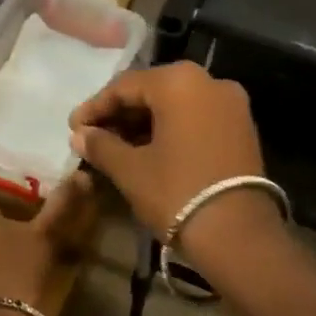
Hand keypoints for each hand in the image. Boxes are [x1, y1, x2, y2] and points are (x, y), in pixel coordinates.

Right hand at [68, 62, 280, 271]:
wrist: (238, 235)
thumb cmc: (177, 192)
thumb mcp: (131, 170)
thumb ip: (101, 145)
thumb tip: (80, 135)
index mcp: (178, 81)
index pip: (124, 86)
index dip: (95, 107)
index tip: (73, 128)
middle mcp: (208, 81)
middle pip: (152, 91)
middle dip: (120, 114)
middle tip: (92, 137)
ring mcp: (231, 103)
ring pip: (175, 104)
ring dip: (144, 122)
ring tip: (116, 147)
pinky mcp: (242, 126)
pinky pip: (196, 117)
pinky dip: (171, 129)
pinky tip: (148, 150)